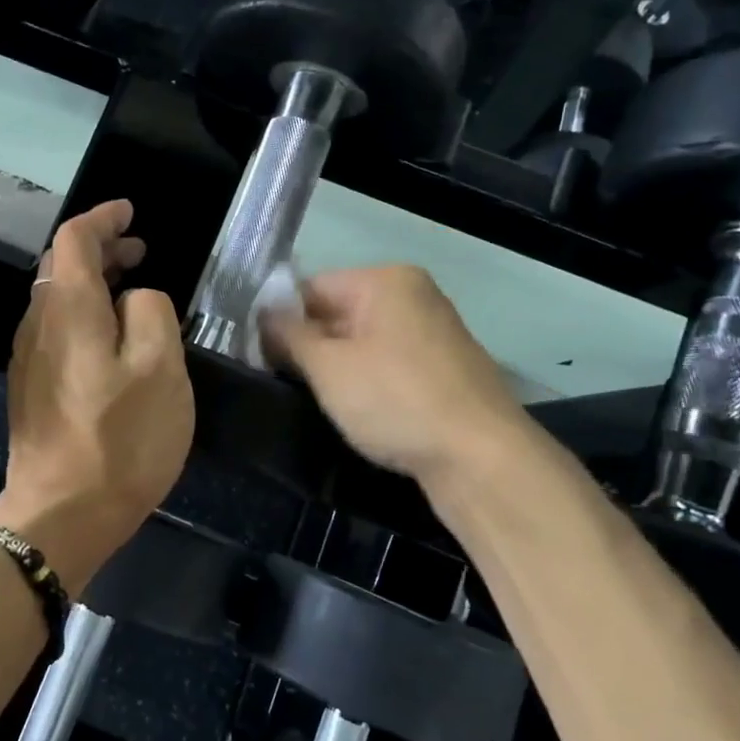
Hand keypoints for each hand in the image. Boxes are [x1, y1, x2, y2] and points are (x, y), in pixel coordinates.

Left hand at [0, 200, 193, 588]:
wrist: (61, 515)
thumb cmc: (120, 440)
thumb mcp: (160, 368)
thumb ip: (150, 313)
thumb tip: (134, 297)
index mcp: (68, 309)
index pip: (75, 238)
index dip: (102, 218)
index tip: (130, 212)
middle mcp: (36, 324)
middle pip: (60, 266)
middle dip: (99, 249)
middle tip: (140, 251)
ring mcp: (27, 359)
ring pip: (55, 299)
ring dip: (91, 283)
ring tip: (130, 289)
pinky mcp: (30, 389)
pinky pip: (54, 329)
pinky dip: (83, 314)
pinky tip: (109, 338)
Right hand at [262, 265, 526, 480]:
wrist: (481, 459)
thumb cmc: (396, 401)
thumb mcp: (328, 367)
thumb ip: (289, 336)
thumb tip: (264, 314)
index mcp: (386, 281)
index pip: (311, 288)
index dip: (279, 320)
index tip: (258, 356)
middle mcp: (414, 296)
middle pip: (338, 313)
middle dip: (308, 346)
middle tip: (280, 381)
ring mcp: (434, 333)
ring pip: (362, 342)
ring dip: (335, 368)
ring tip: (314, 399)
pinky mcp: (444, 370)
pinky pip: (388, 364)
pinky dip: (366, 382)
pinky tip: (355, 411)